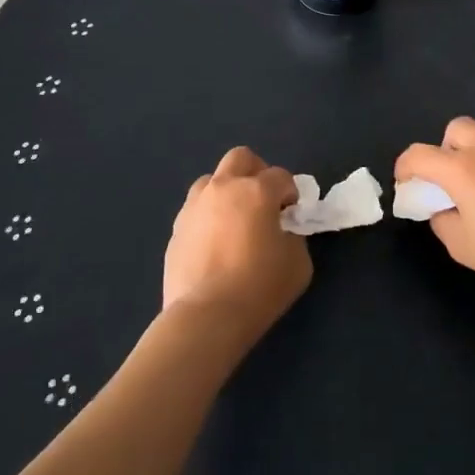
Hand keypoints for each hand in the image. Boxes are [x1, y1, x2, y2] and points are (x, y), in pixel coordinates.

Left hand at [164, 147, 310, 342]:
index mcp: (256, 191)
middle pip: (241, 158)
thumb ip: (294, 236)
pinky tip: (215, 244)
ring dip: (227, 192)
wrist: (207, 316)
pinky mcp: (176, 228)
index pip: (281, 176)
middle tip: (264, 202)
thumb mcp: (298, 262)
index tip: (291, 216)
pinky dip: (209, 216)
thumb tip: (281, 231)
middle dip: (257, 173)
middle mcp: (223, 188)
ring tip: (235, 222)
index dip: (290, 193)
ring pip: (212, 180)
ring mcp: (194, 206)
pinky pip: (196, 210)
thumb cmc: (259, 287)